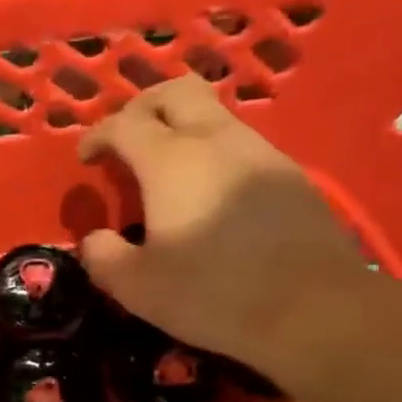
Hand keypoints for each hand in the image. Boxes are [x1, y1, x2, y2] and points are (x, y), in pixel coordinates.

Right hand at [77, 79, 367, 368]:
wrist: (315, 309)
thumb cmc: (213, 294)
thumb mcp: (136, 286)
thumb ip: (103, 257)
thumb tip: (95, 239)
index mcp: (171, 161)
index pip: (124, 124)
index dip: (98, 135)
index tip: (86, 159)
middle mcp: (217, 141)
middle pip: (176, 92)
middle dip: (142, 107)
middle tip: (126, 140)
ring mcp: (260, 153)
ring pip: (214, 115)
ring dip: (181, 129)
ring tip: (164, 172)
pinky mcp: (290, 175)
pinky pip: (240, 145)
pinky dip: (212, 154)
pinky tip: (208, 196)